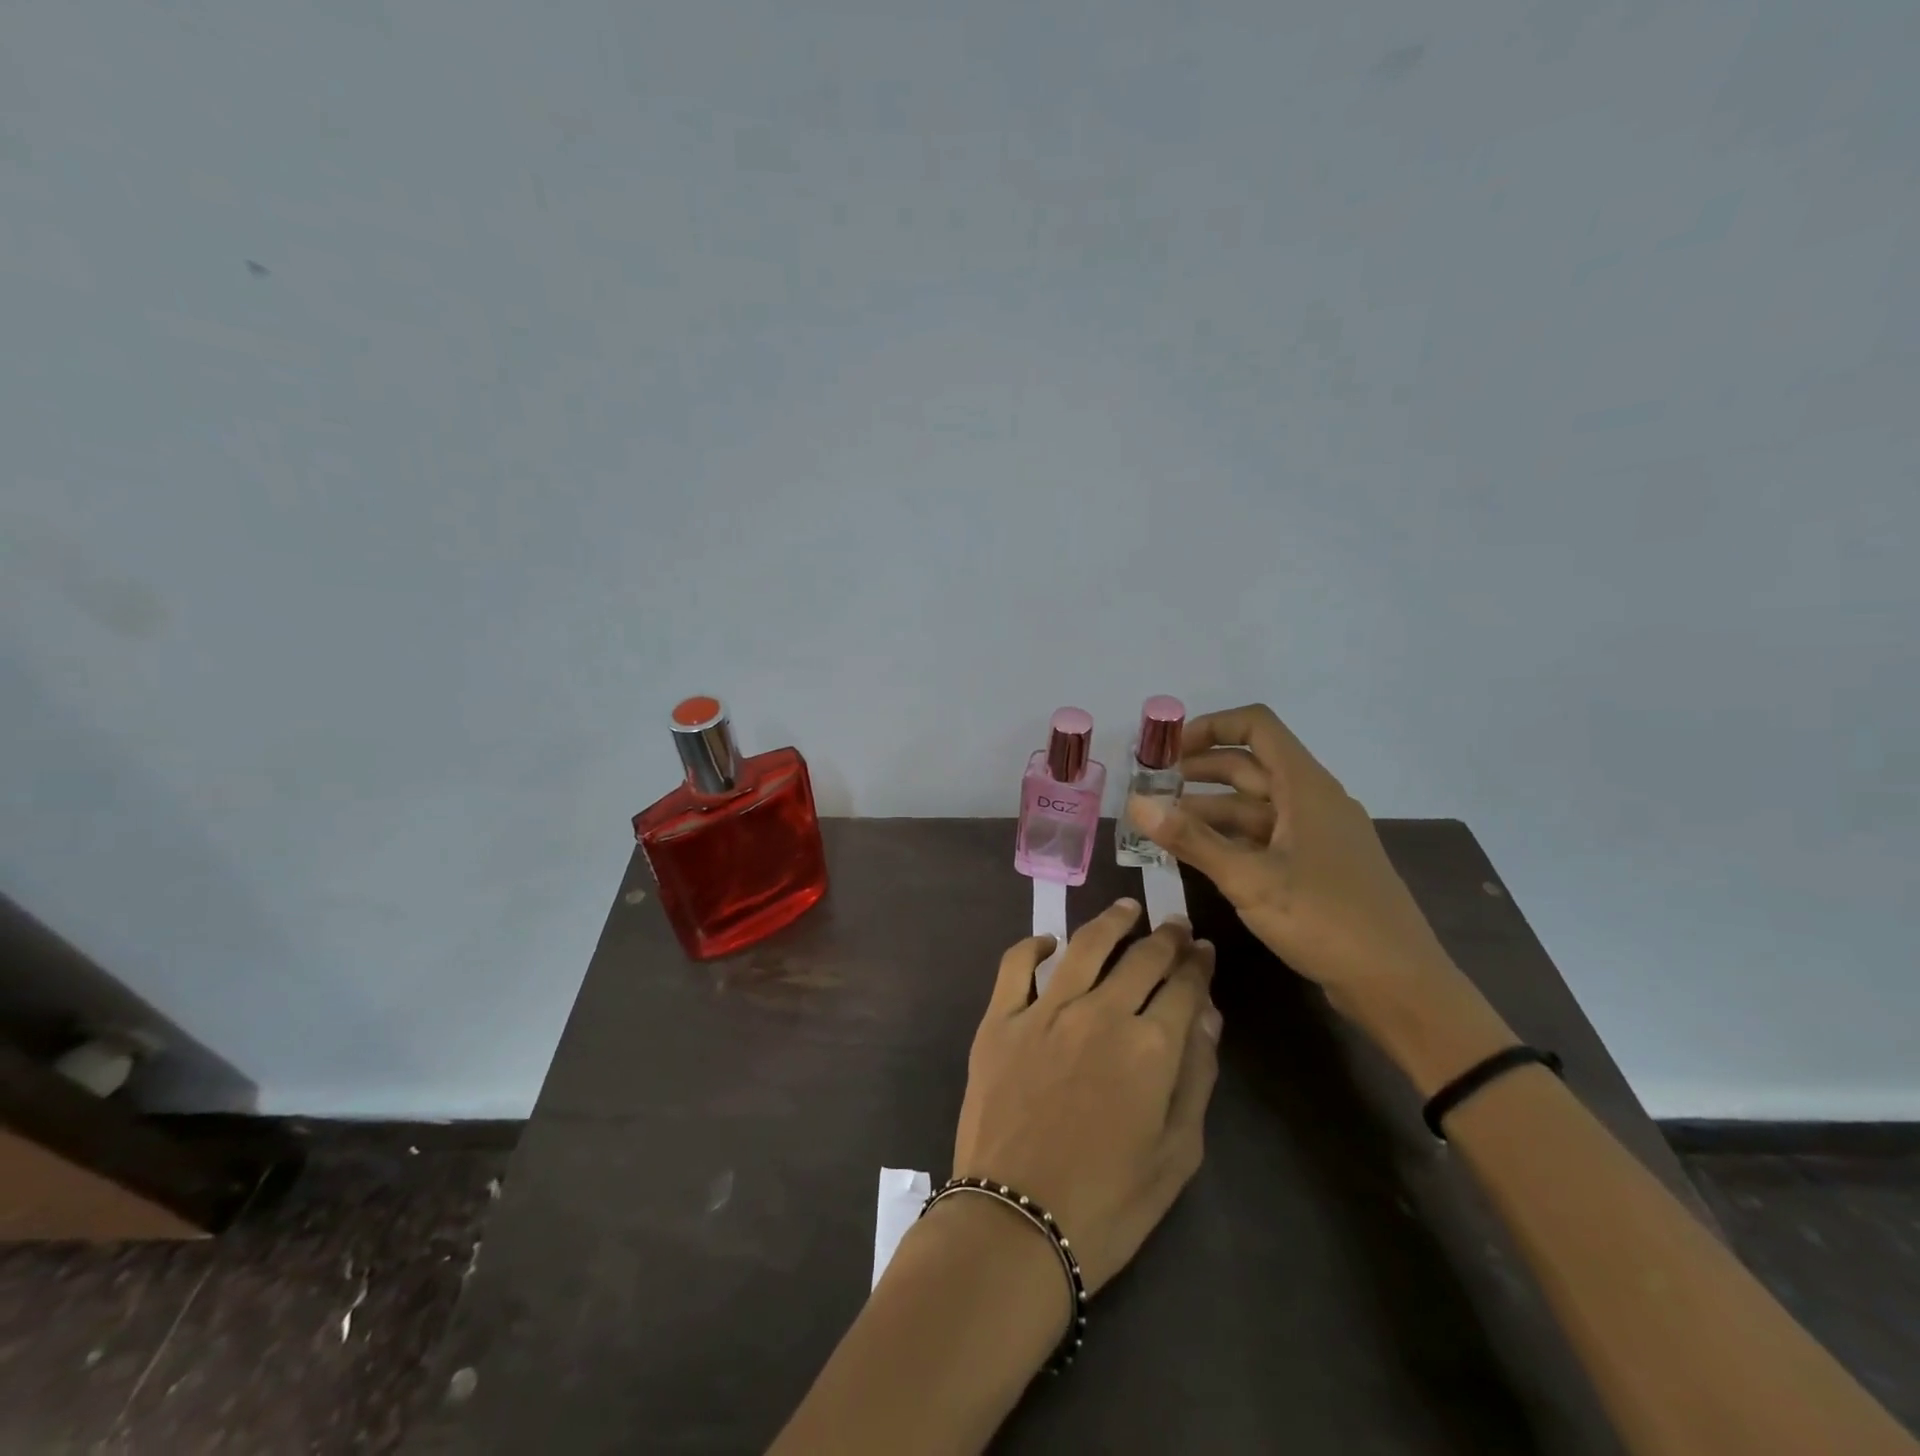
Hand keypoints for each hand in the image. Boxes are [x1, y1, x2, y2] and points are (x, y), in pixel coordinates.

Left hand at [952, 900, 1220, 1295]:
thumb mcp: (1177, 1153)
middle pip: (1141, 957)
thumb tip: (1207, 1013)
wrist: (1017, 1224)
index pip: (1184, 986)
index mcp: (1151, 1046)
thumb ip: (1196, 1076)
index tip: (1203, 950)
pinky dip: (1032, 945)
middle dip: (1164, 936)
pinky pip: (1015, 964)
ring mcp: (1044, 1010)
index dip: (1198, 964)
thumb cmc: (1109, 1202)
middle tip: (1173, 925)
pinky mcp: (1000, 1019)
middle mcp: (1100, 1012)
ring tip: (1126, 909)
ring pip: (1084, 945)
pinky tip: (1047, 942)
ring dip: (1110, 921)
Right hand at [1124, 703, 1457, 1028]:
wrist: (1398, 985)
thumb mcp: (1249, 879)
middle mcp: (1313, 800)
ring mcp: (1317, 835)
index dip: (1210, 727)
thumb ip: (1190, 839)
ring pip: (1255, 805)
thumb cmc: (1325, 920)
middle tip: (1151, 789)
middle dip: (1198, 771)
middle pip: (1250, 765)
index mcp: (1305, 787)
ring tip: (1163, 824)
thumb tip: (1136, 804)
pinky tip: (1199, 855)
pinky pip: (1266, 836)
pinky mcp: (1317, 866)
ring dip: (1209, 809)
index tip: (1168, 751)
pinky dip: (1230, 838)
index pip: (1256, 726)